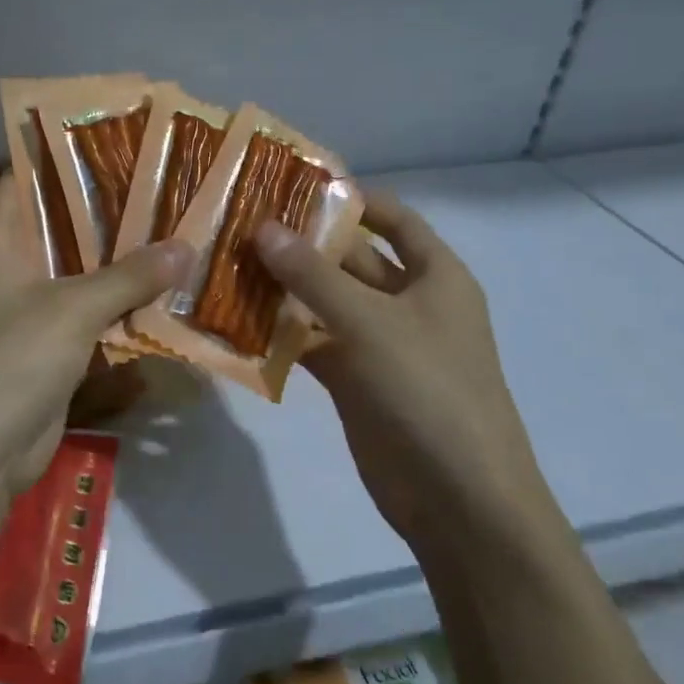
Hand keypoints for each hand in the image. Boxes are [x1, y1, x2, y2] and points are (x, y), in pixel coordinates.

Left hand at [0, 174, 192, 496]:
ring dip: (125, 255)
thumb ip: (129, 275)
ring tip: (181, 223)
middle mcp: (14, 262)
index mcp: (0, 238)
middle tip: (170, 178)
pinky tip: (169, 285)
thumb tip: (185, 246)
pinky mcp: (52, 341)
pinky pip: (93, 307)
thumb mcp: (73, 310)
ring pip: (84, 265)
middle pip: (65, 219)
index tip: (121, 133)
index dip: (68, 151)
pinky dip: (124, 299)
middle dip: (114, 204)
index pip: (28, 175)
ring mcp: (32, 304)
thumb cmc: (12, 362)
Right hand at [256, 192, 542, 541]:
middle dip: (301, 243)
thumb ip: (313, 275)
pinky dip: (281, 334)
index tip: (290, 185)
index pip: (392, 218)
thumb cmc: (427, 391)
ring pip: (325, 302)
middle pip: (350, 259)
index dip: (349, 198)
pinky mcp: (354, 380)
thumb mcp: (369, 322)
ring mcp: (379, 343)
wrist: (457, 498)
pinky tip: (236, 320)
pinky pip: (313, 344)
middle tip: (238, 224)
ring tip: (225, 264)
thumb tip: (262, 227)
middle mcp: (407, 302)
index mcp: (434, 275)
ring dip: (284, 288)